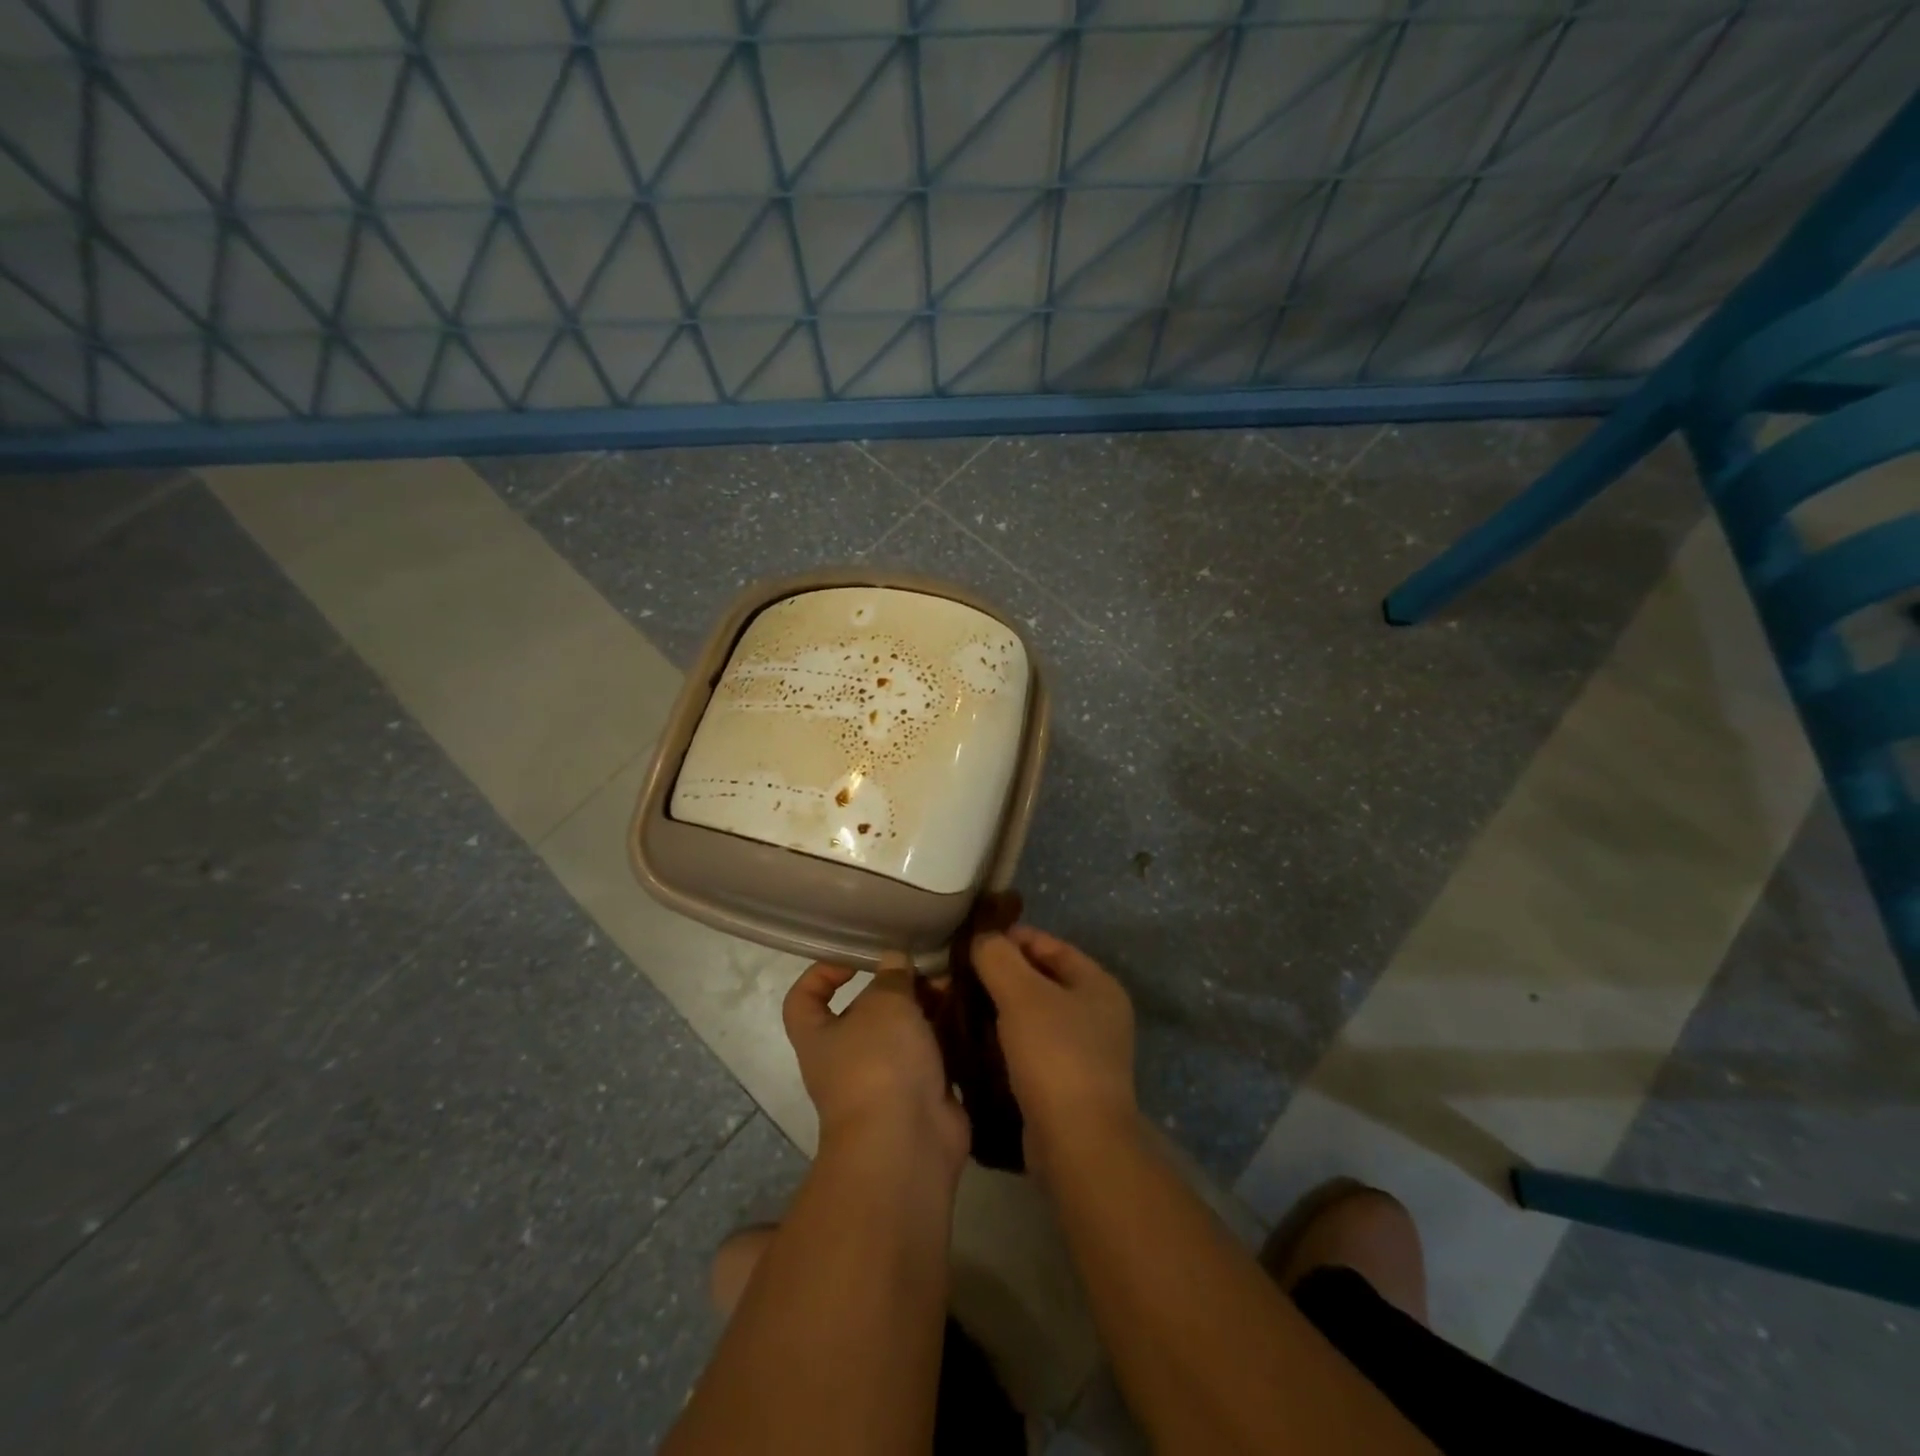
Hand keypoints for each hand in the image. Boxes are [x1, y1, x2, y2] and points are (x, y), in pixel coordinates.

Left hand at [783, 959, 969, 1178]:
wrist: (906, 1142)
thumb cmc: (879, 1063)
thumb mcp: (884, 1004)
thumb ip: (891, 977)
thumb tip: (893, 960)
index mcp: (819, 1036)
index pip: (803, 999)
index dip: (822, 973)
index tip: (855, 959)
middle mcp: (846, 1058)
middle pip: (864, 1012)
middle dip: (895, 987)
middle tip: (925, 967)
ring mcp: (884, 1079)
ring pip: (902, 1032)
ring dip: (925, 1008)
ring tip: (951, 983)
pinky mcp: (919, 1094)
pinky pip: (930, 1055)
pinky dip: (945, 1034)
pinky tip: (965, 1011)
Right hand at [971, 927, 1138, 1174]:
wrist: (1076, 1144)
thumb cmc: (1055, 1056)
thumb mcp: (1022, 995)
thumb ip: (998, 956)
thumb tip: (980, 937)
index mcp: (1098, 984)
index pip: (1048, 944)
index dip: (1009, 938)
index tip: (969, 942)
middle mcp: (1097, 1014)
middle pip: (1039, 980)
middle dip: (999, 976)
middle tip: (956, 977)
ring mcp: (1084, 1052)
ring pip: (1031, 1016)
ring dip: (997, 1010)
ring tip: (956, 1007)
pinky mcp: (1065, 1084)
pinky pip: (1029, 1048)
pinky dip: (1003, 1041)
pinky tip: (972, 1042)